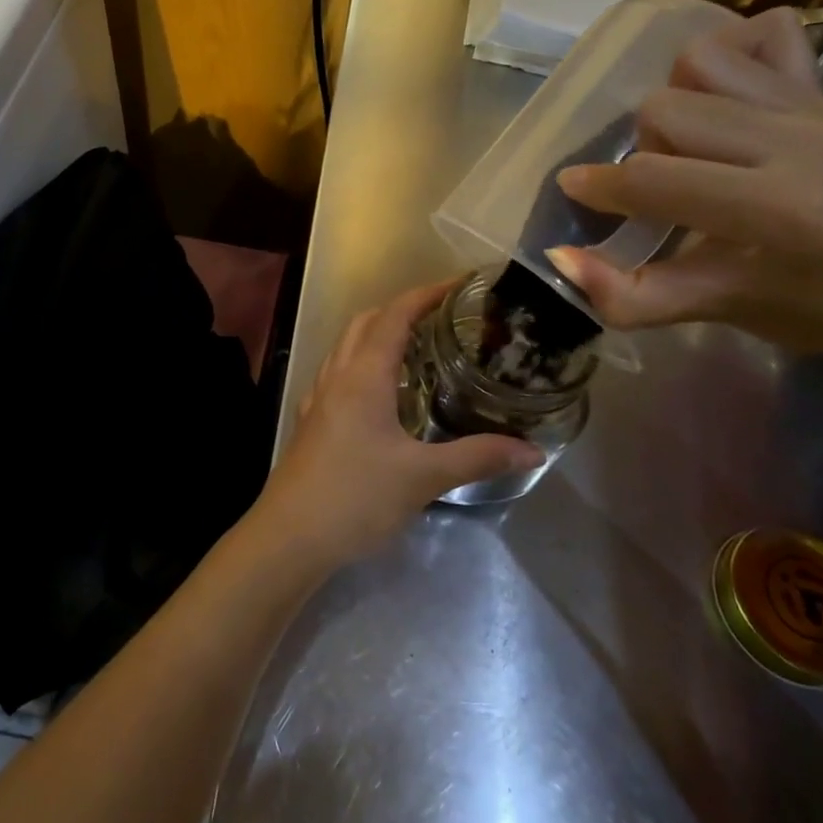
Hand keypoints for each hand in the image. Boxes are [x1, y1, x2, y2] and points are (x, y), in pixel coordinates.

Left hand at [251, 282, 540, 570]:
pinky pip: (338, 373)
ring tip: (417, 348)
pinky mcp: (312, 421)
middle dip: (402, 309)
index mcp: (364, 375)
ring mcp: (319, 397)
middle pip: (366, 322)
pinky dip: (361, 364)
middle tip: (443, 317)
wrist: (290, 536)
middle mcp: (338, 375)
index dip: (426, 294)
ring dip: (378, 334)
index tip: (460, 286)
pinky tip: (380, 392)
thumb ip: (478, 457)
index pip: (395, 315)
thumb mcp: (423, 477)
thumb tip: (532, 449)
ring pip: (347, 346)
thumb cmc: (356, 497)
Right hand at [543, 7, 822, 377]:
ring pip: (701, 61)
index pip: (655, 178)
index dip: (600, 186)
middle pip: (665, 109)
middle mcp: (794, 140)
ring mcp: (812, 104)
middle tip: (662, 186)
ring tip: (690, 143)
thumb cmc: (820, 310)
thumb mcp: (722, 311)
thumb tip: (559, 258)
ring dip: (676, 100)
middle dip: (644, 149)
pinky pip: (765, 32)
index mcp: (775, 207)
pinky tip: (724, 97)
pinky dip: (731, 52)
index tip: (574, 189)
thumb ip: (632, 295)